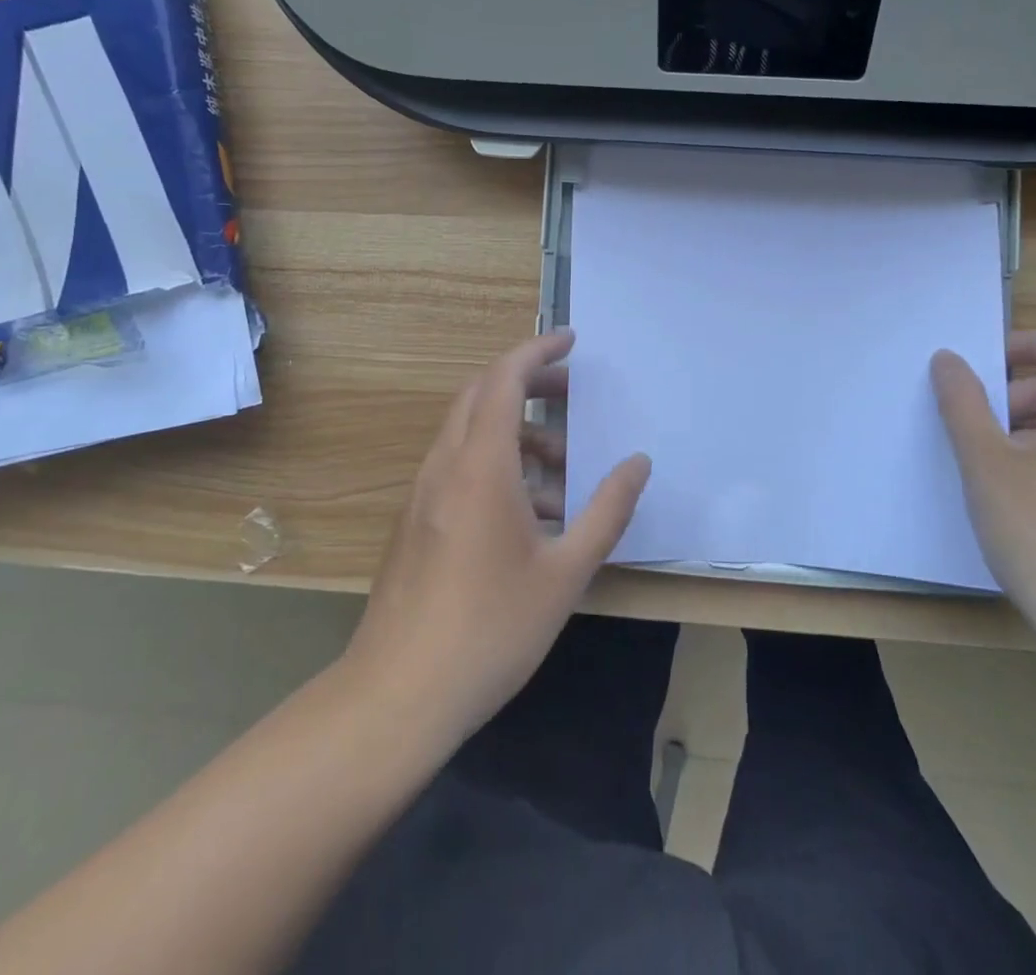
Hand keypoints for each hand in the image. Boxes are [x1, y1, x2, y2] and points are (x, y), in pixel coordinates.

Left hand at [343, 331, 651, 741]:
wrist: (397, 695)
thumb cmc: (490, 629)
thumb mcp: (566, 572)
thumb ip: (607, 510)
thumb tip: (638, 463)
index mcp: (480, 466)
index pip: (504, 379)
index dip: (537, 350)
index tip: (571, 340)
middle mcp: (445, 466)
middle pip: (481, 394)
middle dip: (527, 380)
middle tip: (571, 391)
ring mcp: (423, 493)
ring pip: (468, 431)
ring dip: (514, 428)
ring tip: (562, 466)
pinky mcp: (415, 521)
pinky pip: (457, 465)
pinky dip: (495, 461)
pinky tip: (528, 512)